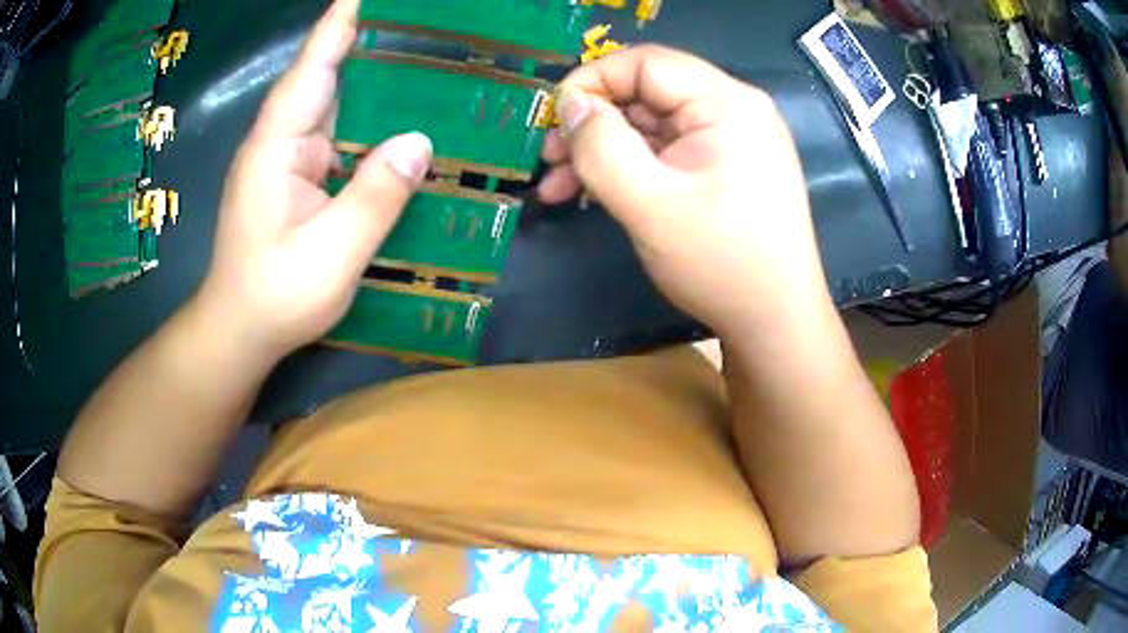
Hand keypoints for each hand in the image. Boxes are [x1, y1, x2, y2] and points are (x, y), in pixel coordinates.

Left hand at [198, 0, 431, 358]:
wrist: (239, 331)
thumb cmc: (275, 296)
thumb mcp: (331, 254)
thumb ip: (374, 196)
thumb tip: (419, 142)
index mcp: (277, 147)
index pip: (311, 68)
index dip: (340, 24)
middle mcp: (280, 142)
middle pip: (325, 76)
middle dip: (365, 39)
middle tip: (416, 22)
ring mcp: (288, 160)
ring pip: (334, 105)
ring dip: (372, 77)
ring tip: (420, 52)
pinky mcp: (298, 178)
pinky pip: (338, 136)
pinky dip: (369, 119)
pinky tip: (400, 115)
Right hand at [539, 46, 828, 337]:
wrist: (776, 323)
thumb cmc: (721, 263)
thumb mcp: (650, 204)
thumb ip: (602, 147)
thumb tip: (571, 104)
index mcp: (726, 103)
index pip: (645, 63)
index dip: (592, 82)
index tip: (553, 121)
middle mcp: (733, 109)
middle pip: (647, 92)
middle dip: (592, 124)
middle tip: (549, 160)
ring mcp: (732, 140)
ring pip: (651, 125)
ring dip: (603, 150)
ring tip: (560, 187)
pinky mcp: (726, 168)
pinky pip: (667, 152)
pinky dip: (630, 168)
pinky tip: (597, 193)